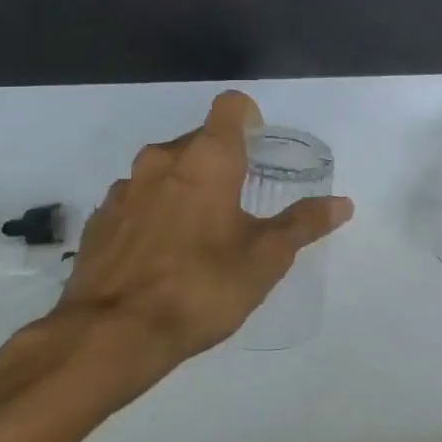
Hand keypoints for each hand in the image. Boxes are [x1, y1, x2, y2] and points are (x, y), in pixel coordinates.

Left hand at [3, 91, 352, 416]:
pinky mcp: (99, 220)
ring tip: (199, 233)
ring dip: (184, 188)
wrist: (112, 335)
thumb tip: (342, 204)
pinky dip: (153, 214)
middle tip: (240, 202)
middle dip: (221, 161)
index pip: (230, 106)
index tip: (259, 148)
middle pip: (198, 140)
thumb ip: (304, 224)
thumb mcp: (265, 259)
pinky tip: (162, 255)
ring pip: (164, 171)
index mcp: (207, 159)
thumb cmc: (201, 286)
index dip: (249, 118)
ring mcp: (124, 189)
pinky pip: (136, 201)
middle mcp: (161, 160)